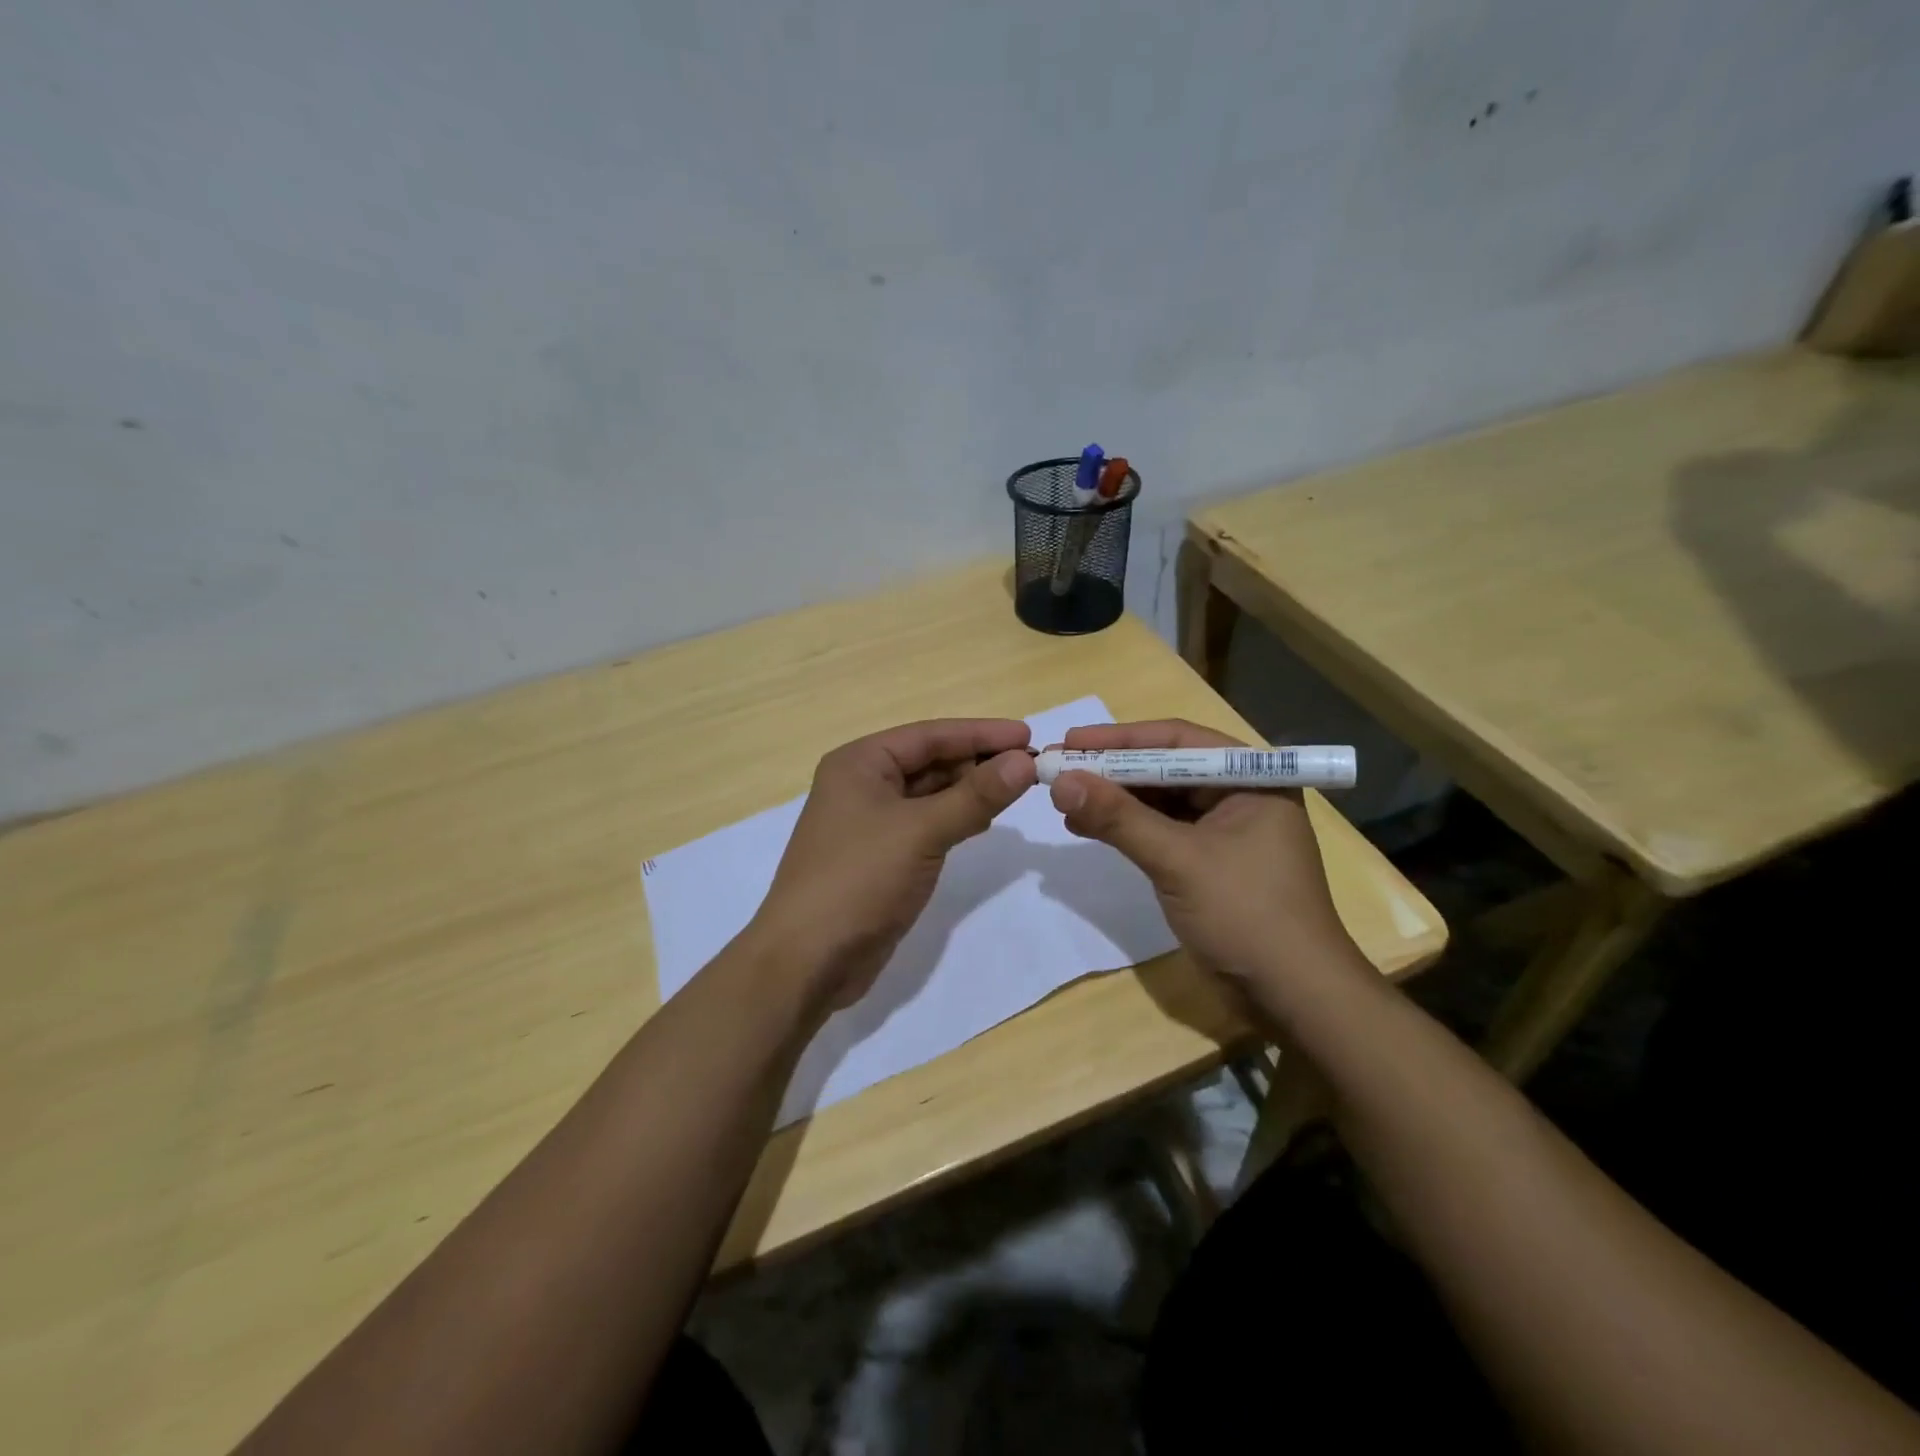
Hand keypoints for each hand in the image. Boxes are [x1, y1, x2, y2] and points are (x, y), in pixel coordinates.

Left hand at [749, 719, 1037, 1009]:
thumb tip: (1025, 761)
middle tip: (1032, 767)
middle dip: (978, 762)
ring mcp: (871, 822)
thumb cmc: (859, 880)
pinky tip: (985, 822)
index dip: (981, 733)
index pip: (930, 735)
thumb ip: (975, 796)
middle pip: (930, 761)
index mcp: (860, 763)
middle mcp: (862, 784)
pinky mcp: (882, 856)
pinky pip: (926, 825)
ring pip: (930, 795)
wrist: (808, 961)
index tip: (1028, 735)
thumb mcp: (921, 832)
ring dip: (970, 791)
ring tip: (1018, 790)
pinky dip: (956, 819)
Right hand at [1047, 720, 1360, 992]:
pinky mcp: (1208, 862)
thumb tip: (1060, 782)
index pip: (1177, 741)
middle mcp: (1239, 794)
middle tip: (1058, 768)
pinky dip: (1125, 828)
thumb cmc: (1246, 914)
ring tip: (1063, 800)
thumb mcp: (1178, 860)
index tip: (1070, 742)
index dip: (1120, 739)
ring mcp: (1224, 831)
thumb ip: (1118, 818)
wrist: (1293, 997)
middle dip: (1111, 770)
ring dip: (1113, 800)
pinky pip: (1160, 831)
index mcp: (1251, 778)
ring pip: (1159, 801)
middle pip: (1165, 769)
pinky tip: (1086, 827)